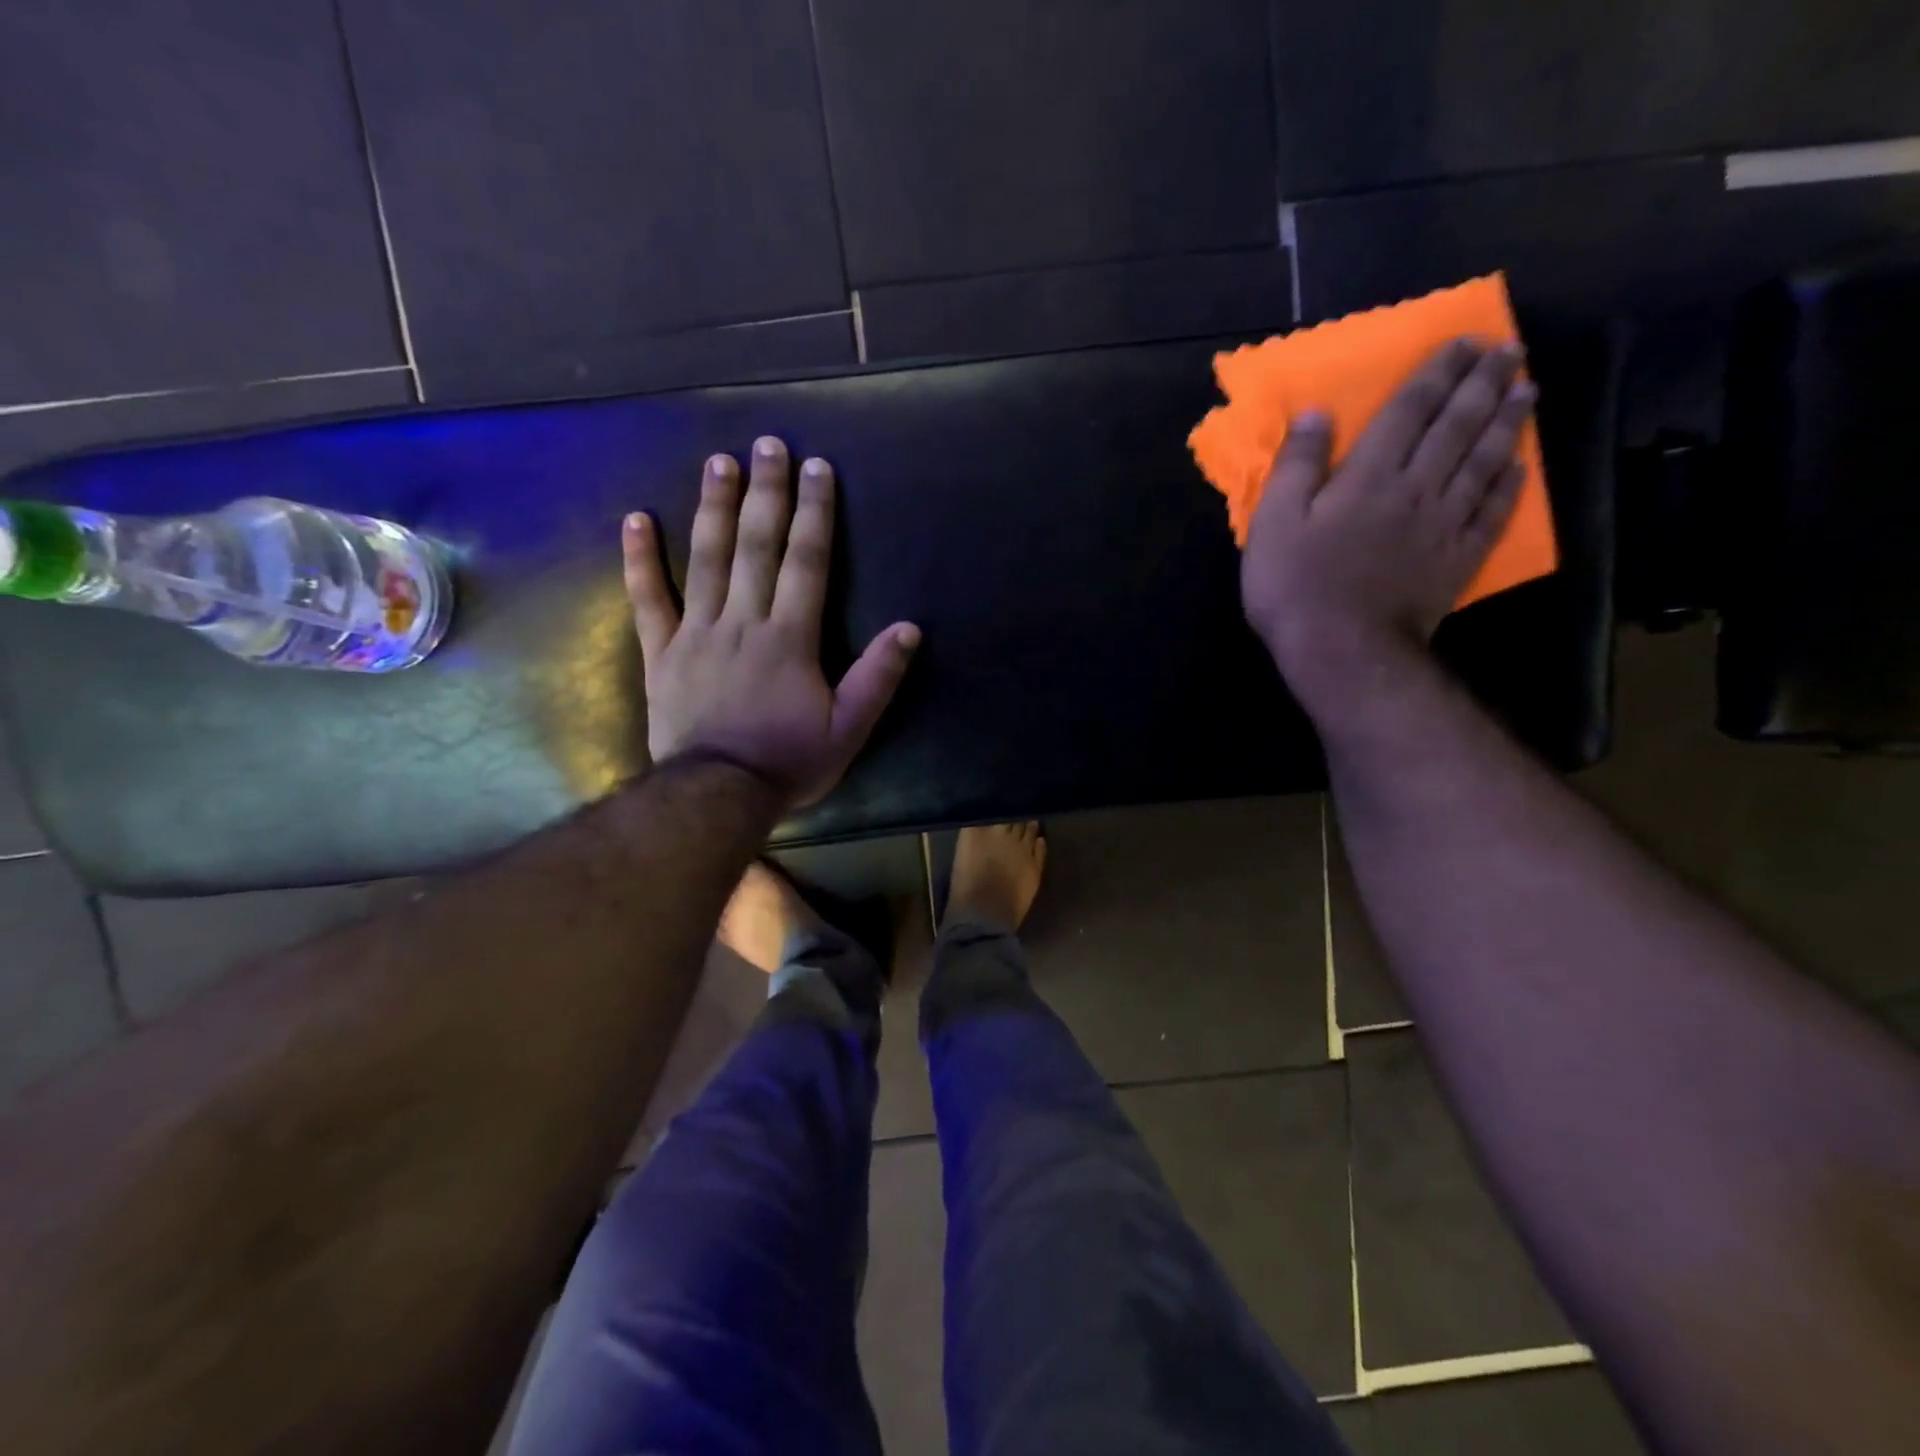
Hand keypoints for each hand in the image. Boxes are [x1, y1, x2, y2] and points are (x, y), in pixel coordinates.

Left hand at [624, 436, 920, 811]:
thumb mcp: (849, 729)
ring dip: (713, 508)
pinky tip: (636, 518)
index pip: (806, 562)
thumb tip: (910, 629)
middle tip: (768, 444)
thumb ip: (878, 677)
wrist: (717, 795)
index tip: (818, 469)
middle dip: (766, 492)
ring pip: (705, 560)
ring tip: (718, 462)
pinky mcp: (661, 652)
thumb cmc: (789, 762)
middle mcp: (742, 622)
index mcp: (790, 638)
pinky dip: (640, 559)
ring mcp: (696, 633)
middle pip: (755, 546)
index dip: (814, 513)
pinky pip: (647, 600)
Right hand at [1241, 338, 1535, 713]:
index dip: (1436, 373)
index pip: (1409, 411)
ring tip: (1527, 389)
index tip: (1463, 343)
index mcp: (1369, 475)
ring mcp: (1444, 525)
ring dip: (1507, 422)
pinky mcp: (1457, 560)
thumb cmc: (1295, 586)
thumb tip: (1319, 413)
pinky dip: (1510, 485)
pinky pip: (1492, 513)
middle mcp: (1417, 488)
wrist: (1342, 650)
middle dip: (1483, 384)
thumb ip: (1297, 466)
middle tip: (1508, 351)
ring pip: (1484, 461)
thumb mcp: (1272, 523)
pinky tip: (1521, 466)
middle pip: (1457, 426)